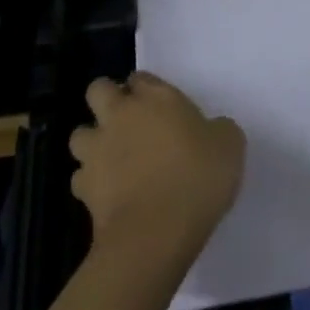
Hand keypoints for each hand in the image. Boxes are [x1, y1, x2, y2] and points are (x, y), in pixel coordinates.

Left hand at [69, 71, 245, 262]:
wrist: (156, 232)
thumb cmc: (197, 178)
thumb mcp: (229, 145)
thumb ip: (217, 129)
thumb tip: (211, 131)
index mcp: (155, 98)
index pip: (140, 77)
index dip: (146, 89)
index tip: (158, 106)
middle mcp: (121, 115)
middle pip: (98, 90)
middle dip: (107, 100)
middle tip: (127, 122)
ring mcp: (98, 150)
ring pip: (80, 134)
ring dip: (92, 141)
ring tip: (112, 158)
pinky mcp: (83, 187)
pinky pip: (80, 177)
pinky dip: (90, 183)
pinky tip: (108, 195)